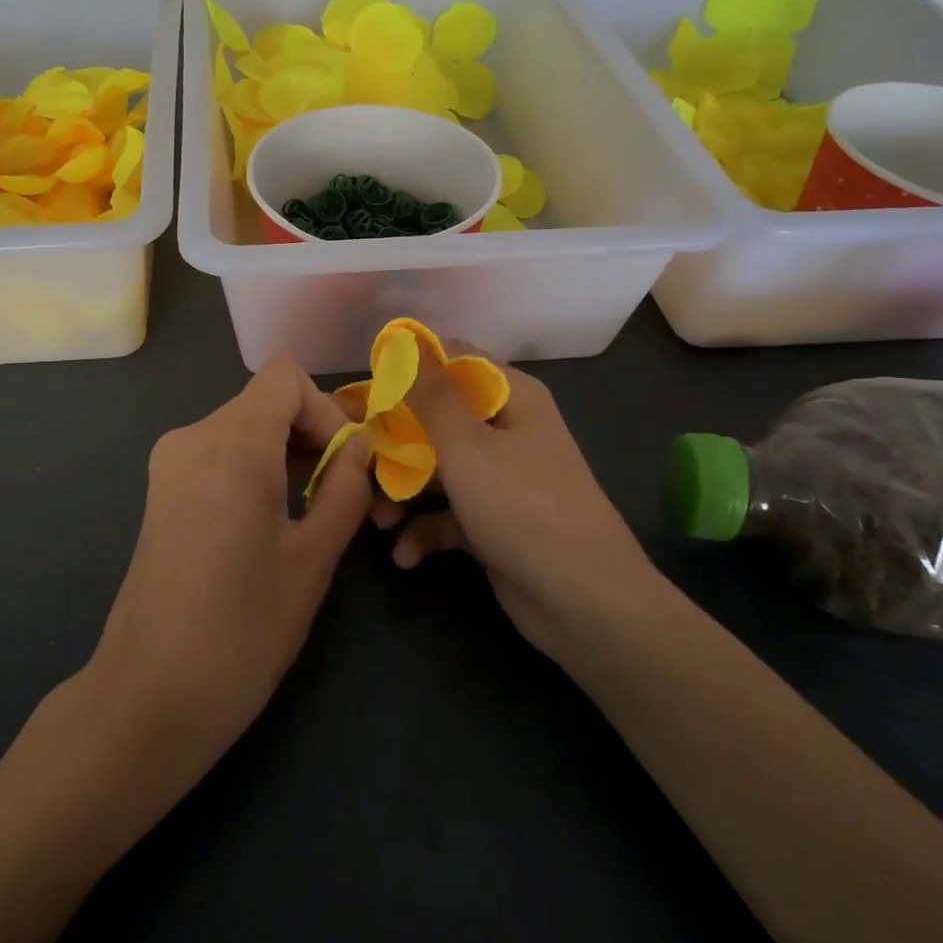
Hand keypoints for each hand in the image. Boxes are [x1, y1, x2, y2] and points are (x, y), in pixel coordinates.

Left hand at [90, 355, 374, 773]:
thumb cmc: (242, 630)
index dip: (325, 410)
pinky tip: (271, 524)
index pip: (284, 378)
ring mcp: (169, 465)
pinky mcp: (161, 493)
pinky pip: (219, 456)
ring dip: (286, 455)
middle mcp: (192, 438)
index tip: (346, 464)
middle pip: (264, 402)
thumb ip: (345, 489)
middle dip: (312, 434)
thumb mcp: (312, 559)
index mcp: (231, 444)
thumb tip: (361, 448)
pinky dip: (255, 470)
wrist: (148, 696)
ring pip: (243, 429)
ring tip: (315, 514)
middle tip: (346, 495)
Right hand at [374, 343, 660, 665]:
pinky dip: (425, 531)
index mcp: (511, 397)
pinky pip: (448, 514)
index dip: (409, 371)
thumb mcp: (467, 446)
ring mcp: (500, 478)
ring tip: (378, 522)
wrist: (584, 602)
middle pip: (436, 420)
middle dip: (395, 444)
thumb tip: (406, 340)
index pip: (453, 361)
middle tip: (358, 464)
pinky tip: (406, 555)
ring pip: (436, 469)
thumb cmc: (523, 507)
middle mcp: (506, 430)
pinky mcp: (492, 521)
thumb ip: (430, 395)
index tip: (368, 393)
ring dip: (403, 494)